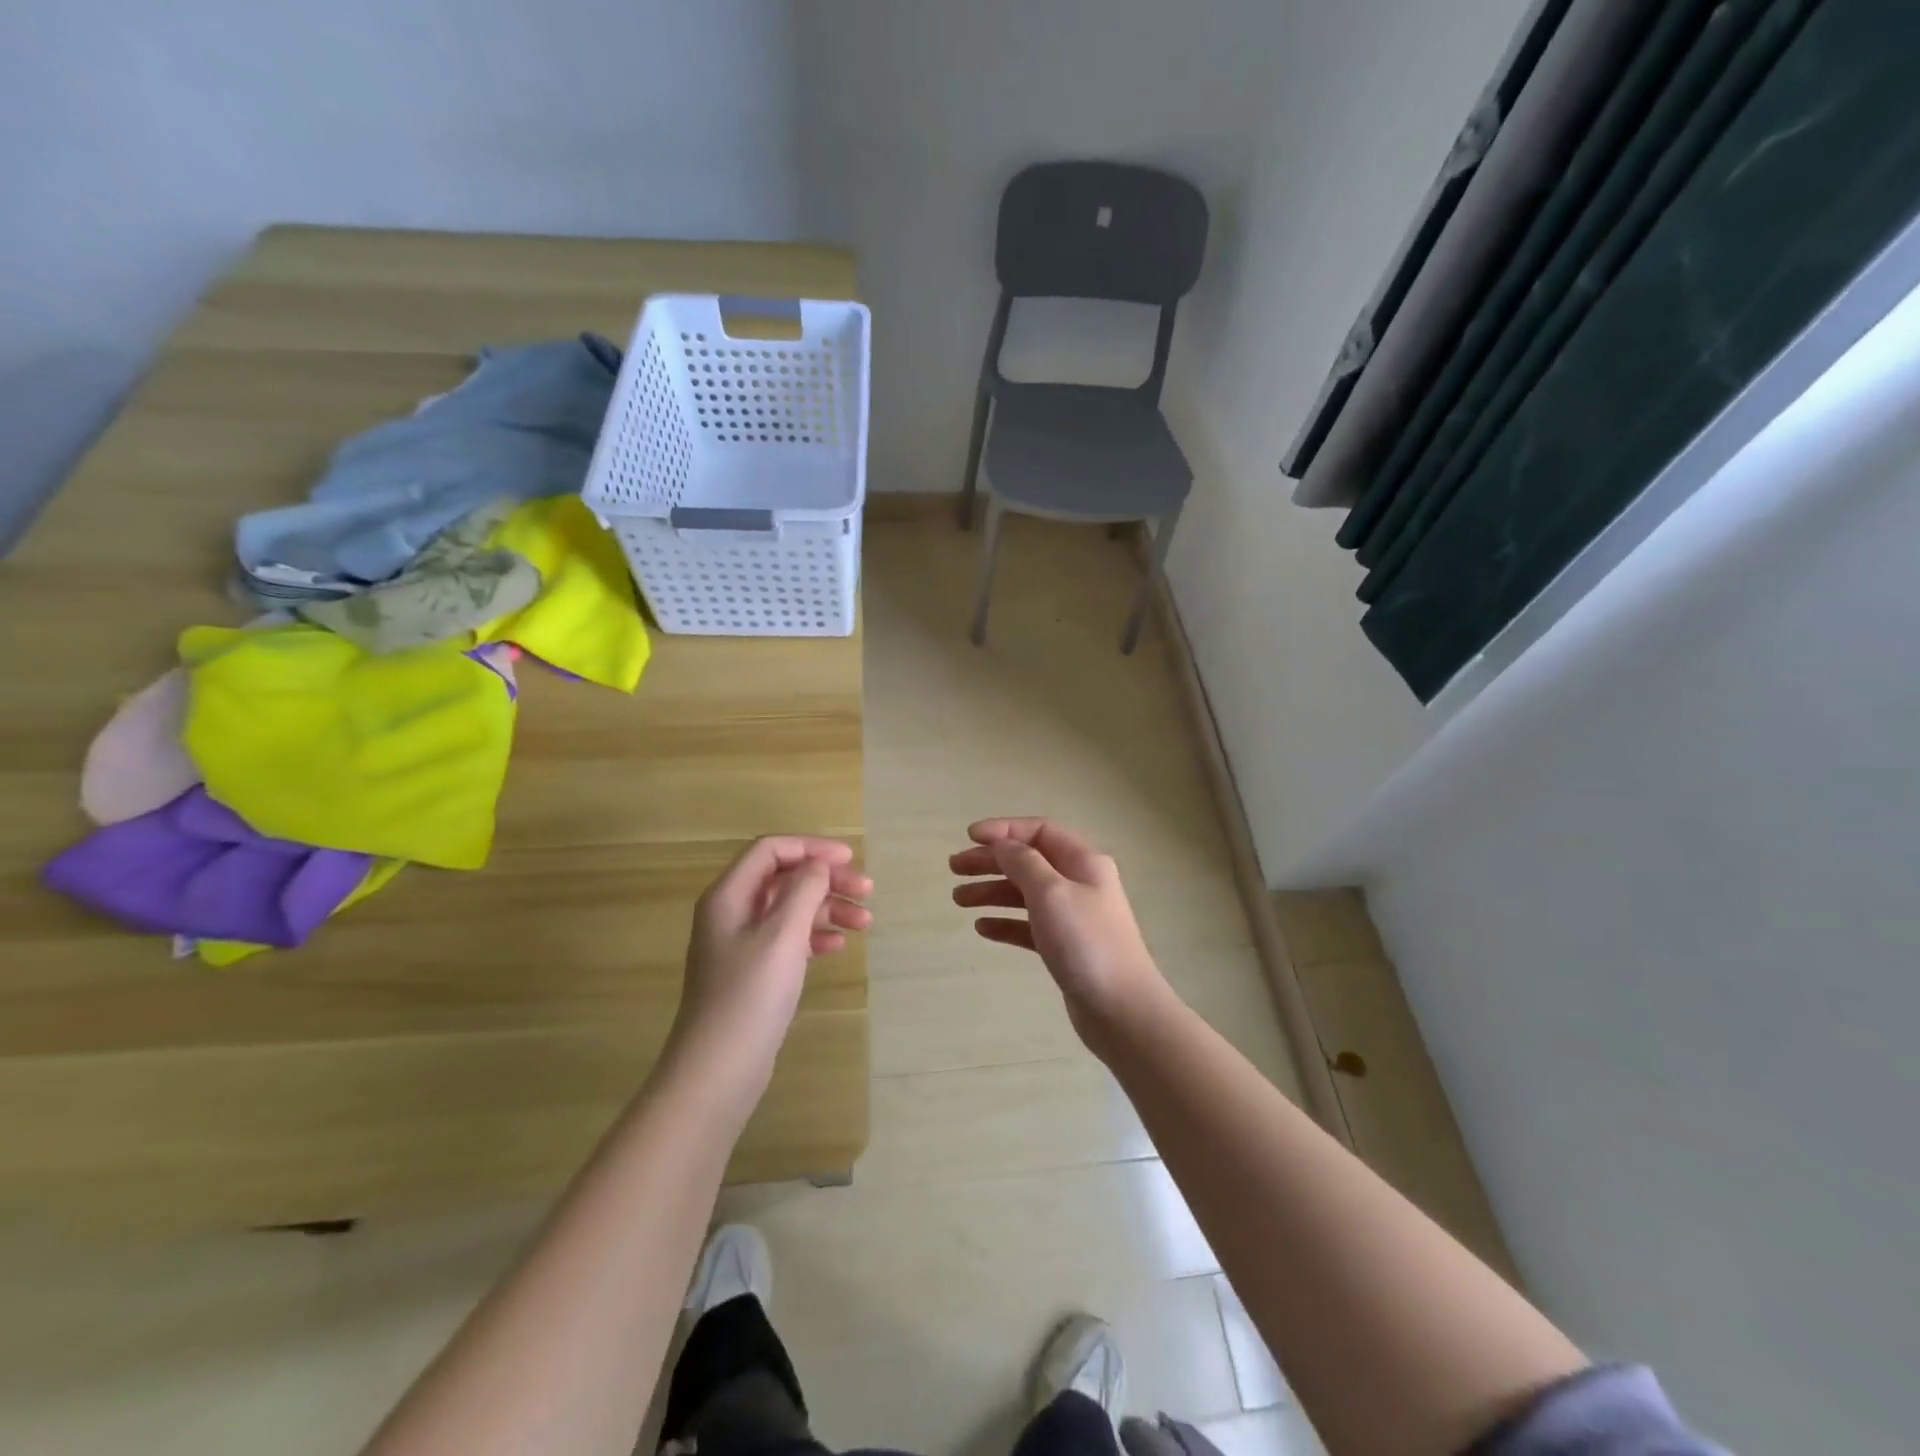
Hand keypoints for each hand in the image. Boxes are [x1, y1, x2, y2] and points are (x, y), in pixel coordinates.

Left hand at [672, 837, 871, 1090]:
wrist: (718, 1069)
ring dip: (827, 909)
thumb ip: (804, 890)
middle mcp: (732, 912)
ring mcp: (741, 944)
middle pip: (784, 878)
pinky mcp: (753, 972)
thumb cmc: (750, 994)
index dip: (811, 847)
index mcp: (729, 895)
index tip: (850, 859)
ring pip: (790, 909)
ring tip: (865, 923)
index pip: (771, 850)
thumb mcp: (782, 934)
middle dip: (826, 880)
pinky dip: (815, 936)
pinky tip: (839, 946)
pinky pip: (789, 939)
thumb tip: (818, 864)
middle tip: (868, 892)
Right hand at [950, 818, 1168, 1048]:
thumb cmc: (1086, 943)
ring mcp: (1073, 916)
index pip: (1040, 830)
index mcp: (1083, 861)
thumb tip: (1002, 844)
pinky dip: (1005, 923)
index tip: (968, 837)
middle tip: (954, 868)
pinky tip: (982, 928)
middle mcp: (1079, 883)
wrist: (1121, 1010)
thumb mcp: (1050, 892)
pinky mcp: (1065, 947)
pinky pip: (1029, 926)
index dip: (1003, 829)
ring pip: (1025, 894)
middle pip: (1028, 861)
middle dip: (991, 861)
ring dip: (992, 891)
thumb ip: (1023, 862)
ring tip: (959, 900)